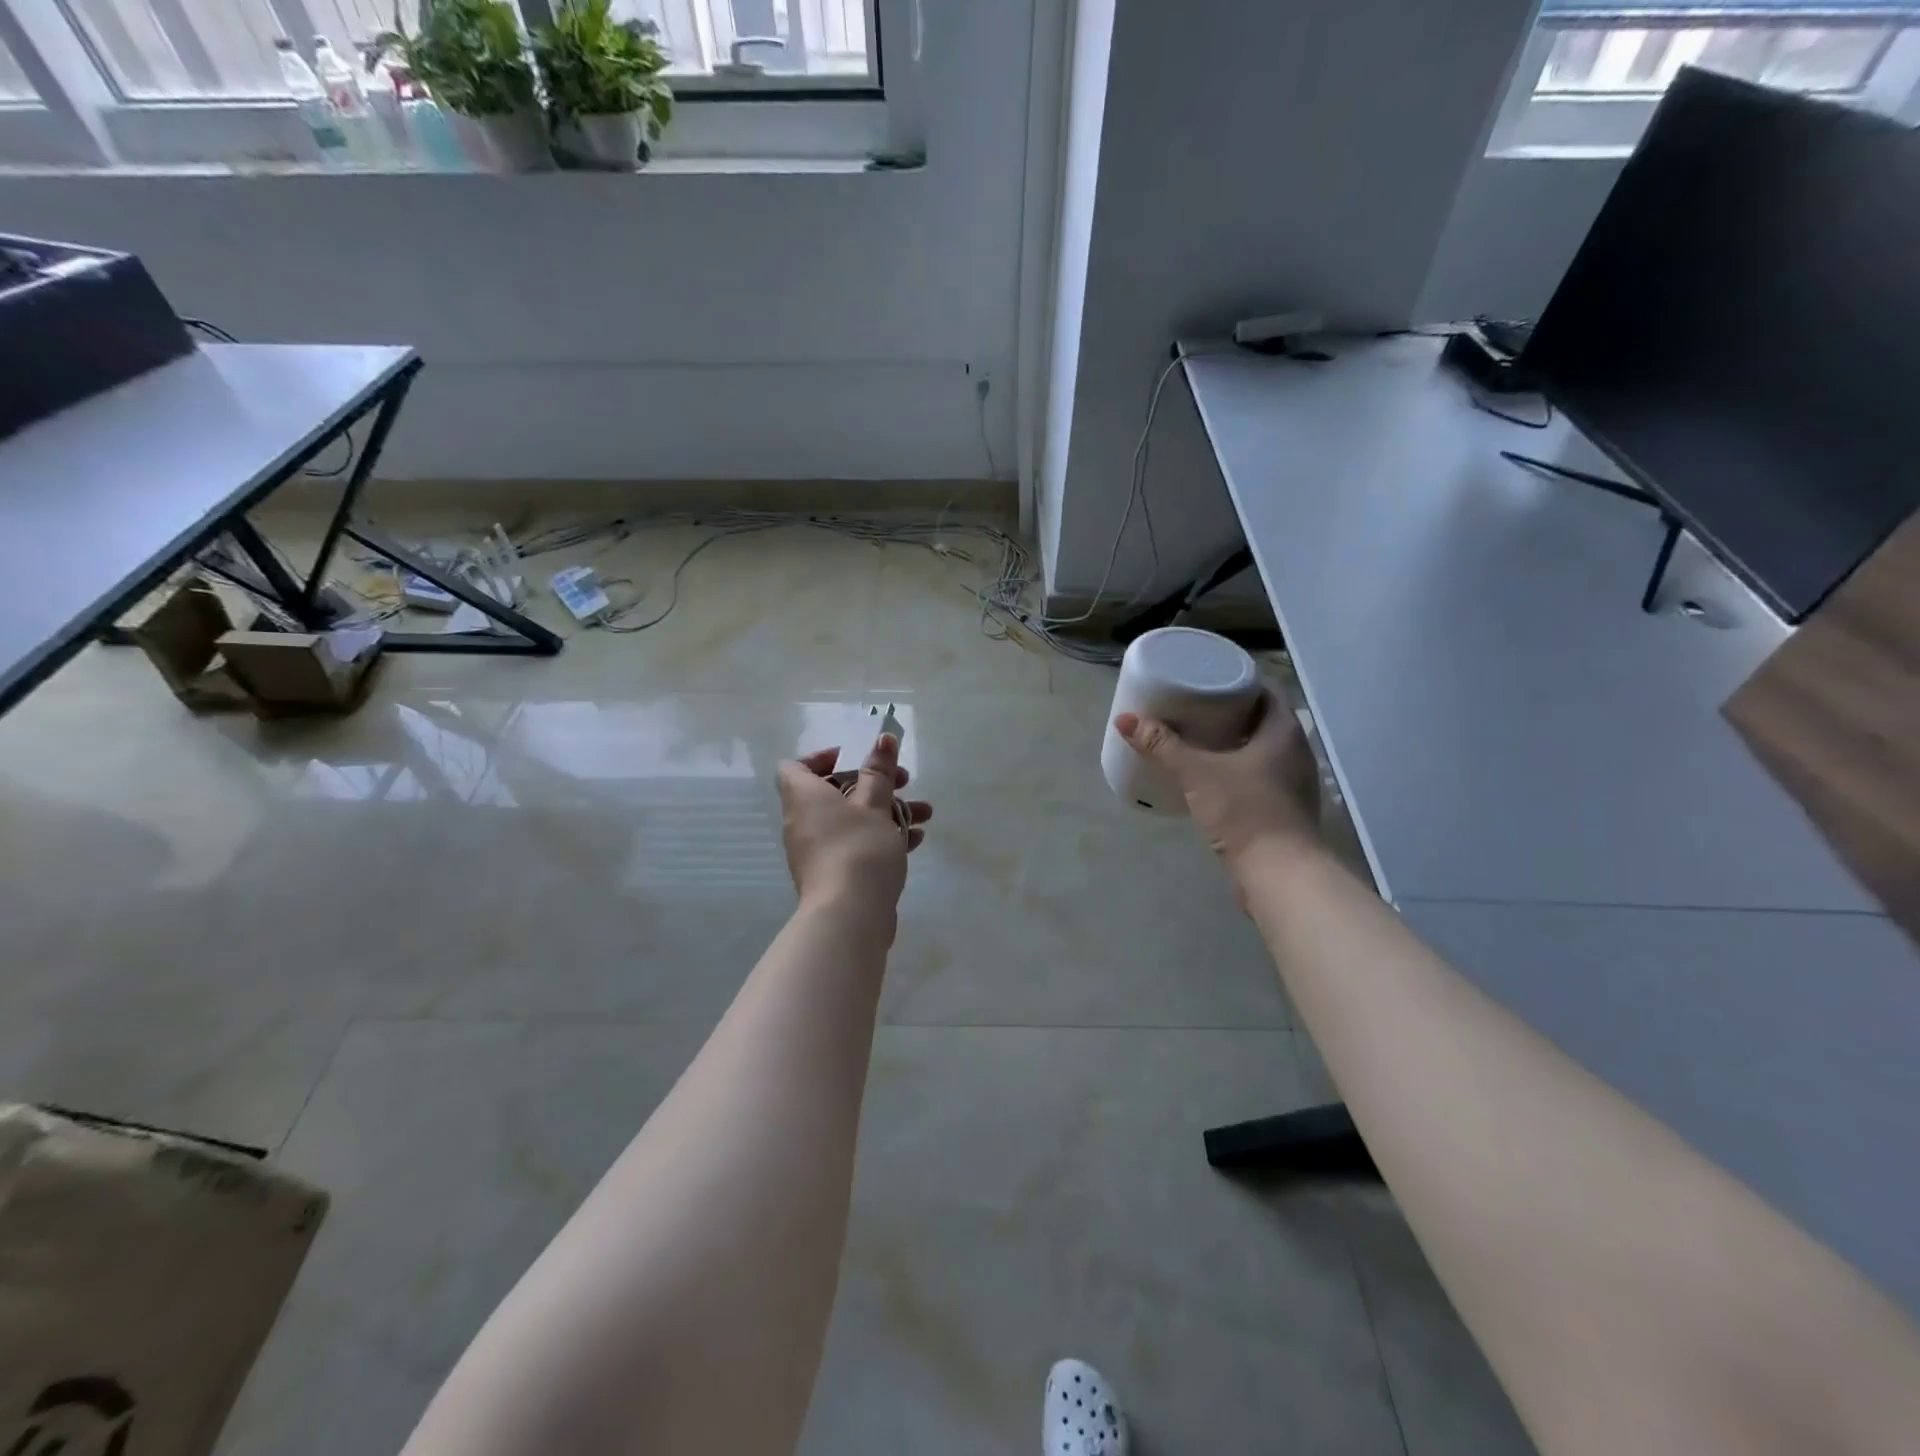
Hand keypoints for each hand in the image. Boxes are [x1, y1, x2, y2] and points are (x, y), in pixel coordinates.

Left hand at [776, 733, 931, 923]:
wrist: (849, 916)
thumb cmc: (858, 848)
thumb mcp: (875, 804)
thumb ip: (879, 770)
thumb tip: (883, 737)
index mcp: (804, 797)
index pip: (796, 766)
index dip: (824, 757)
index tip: (858, 758)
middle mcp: (804, 821)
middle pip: (834, 791)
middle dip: (874, 783)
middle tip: (905, 781)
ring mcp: (817, 850)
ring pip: (851, 819)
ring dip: (887, 811)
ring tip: (924, 813)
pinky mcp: (833, 874)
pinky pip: (855, 844)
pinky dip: (881, 838)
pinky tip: (915, 840)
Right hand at [1115, 691, 1320, 874]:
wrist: (1279, 875)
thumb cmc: (1244, 811)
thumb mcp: (1196, 773)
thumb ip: (1162, 746)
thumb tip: (1125, 719)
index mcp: (1284, 732)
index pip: (1265, 692)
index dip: (1237, 683)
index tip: (1207, 681)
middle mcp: (1295, 752)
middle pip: (1262, 721)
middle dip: (1230, 713)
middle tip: (1193, 708)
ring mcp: (1293, 783)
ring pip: (1262, 750)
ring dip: (1234, 743)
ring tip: (1197, 740)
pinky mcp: (1284, 810)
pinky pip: (1260, 776)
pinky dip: (1238, 770)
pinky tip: (1212, 777)